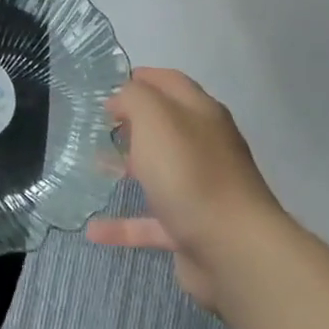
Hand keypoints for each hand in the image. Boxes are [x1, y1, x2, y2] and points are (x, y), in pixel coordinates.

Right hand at [86, 67, 284, 312]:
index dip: (141, 78)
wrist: (233, 250)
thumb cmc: (190, 173)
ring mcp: (200, 190)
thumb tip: (120, 101)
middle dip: (132, 123)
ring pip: (159, 172)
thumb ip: (134, 98)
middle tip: (97, 124)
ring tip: (94, 166)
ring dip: (128, 168)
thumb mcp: (155, 118)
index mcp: (201, 115)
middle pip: (166, 127)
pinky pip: (151, 223)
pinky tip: (94, 230)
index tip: (107, 85)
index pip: (171, 82)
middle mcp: (205, 148)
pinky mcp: (192, 229)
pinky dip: (123, 225)